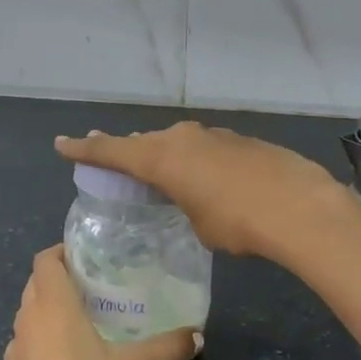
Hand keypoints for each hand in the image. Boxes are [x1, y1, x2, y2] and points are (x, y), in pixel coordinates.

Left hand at [0, 245, 200, 359]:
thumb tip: (197, 336)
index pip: (45, 259)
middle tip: (94, 286)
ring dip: (49, 309)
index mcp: (52, 304)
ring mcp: (14, 348)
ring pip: (29, 313)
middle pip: (37, 283)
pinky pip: (25, 343)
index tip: (87, 257)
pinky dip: (41, 340)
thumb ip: (165, 349)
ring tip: (83, 320)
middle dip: (60, 278)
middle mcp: (28, 318)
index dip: (62, 251)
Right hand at [55, 123, 356, 261]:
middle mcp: (183, 138)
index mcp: (162, 157)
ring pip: (177, 142)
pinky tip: (208, 176)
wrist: (298, 206)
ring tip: (158, 168)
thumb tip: (195, 198)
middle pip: (145, 142)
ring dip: (166, 154)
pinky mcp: (241, 141)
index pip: (112, 150)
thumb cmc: (236, 222)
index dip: (86, 149)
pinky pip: (205, 148)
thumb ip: (185, 204)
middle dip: (128, 150)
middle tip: (111, 156)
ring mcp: (214, 136)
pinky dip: (197, 159)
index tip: (62, 144)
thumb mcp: (198, 223)